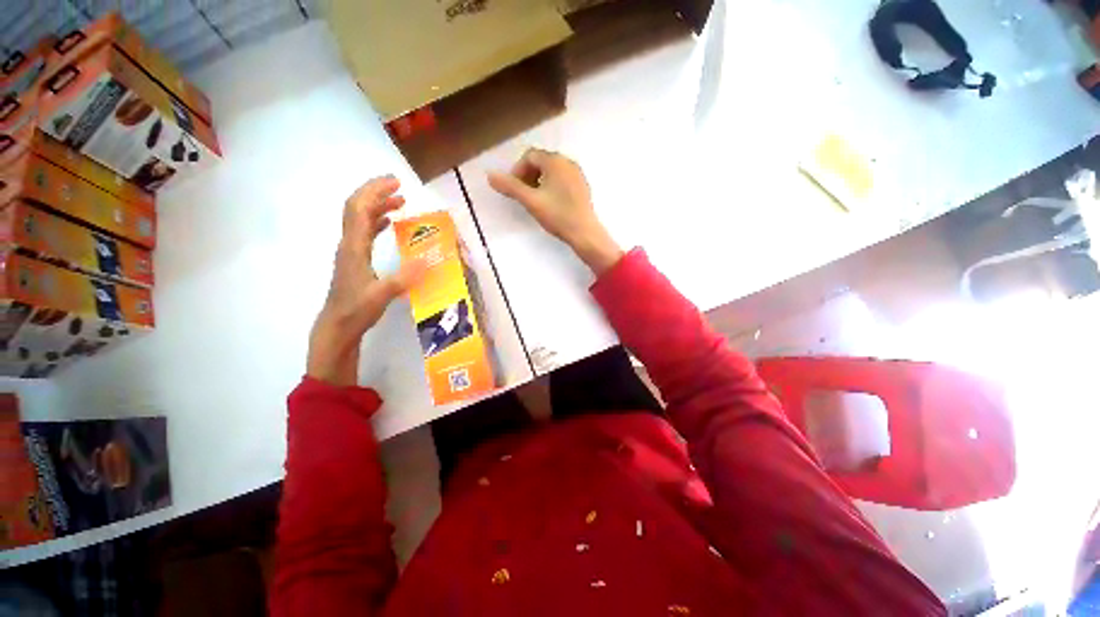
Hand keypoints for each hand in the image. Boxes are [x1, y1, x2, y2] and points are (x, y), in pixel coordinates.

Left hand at [307, 176, 423, 385]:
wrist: (337, 325)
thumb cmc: (357, 310)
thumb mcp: (383, 294)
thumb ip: (404, 277)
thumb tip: (429, 259)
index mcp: (353, 247)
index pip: (359, 209)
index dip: (375, 191)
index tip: (395, 182)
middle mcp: (349, 243)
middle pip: (357, 208)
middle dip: (376, 192)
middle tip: (399, 186)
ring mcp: (351, 251)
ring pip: (361, 219)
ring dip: (378, 206)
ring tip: (399, 201)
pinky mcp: (356, 259)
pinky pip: (365, 232)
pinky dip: (377, 222)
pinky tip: (389, 223)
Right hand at [488, 148, 622, 274]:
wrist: (585, 233)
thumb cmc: (557, 215)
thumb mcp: (531, 201)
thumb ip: (510, 187)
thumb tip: (489, 175)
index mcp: (555, 161)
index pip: (529, 156)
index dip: (517, 171)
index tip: (514, 189)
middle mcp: (568, 162)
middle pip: (541, 162)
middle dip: (527, 176)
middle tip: (523, 195)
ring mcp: (577, 174)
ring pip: (552, 171)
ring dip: (538, 182)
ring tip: (535, 201)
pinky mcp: (582, 186)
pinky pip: (562, 180)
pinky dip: (551, 186)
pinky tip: (551, 204)